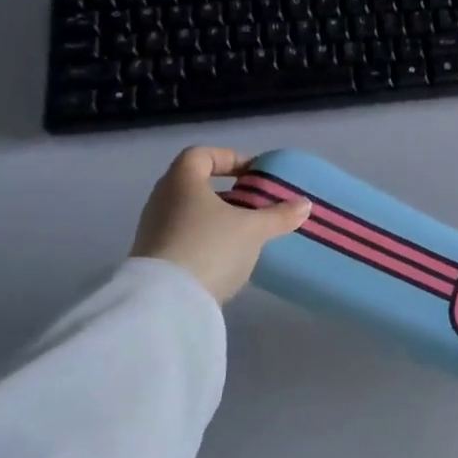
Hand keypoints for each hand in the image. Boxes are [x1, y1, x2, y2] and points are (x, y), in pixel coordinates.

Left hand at [130, 147, 310, 302]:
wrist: (166, 302)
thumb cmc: (210, 248)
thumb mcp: (253, 230)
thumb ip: (279, 215)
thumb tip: (304, 204)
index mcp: (181, 182)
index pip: (201, 155)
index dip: (230, 158)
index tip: (255, 174)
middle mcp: (161, 200)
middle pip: (195, 184)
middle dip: (227, 192)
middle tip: (255, 203)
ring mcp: (153, 230)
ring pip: (190, 213)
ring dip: (218, 218)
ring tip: (247, 232)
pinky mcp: (154, 258)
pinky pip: (184, 237)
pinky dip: (207, 239)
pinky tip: (228, 256)